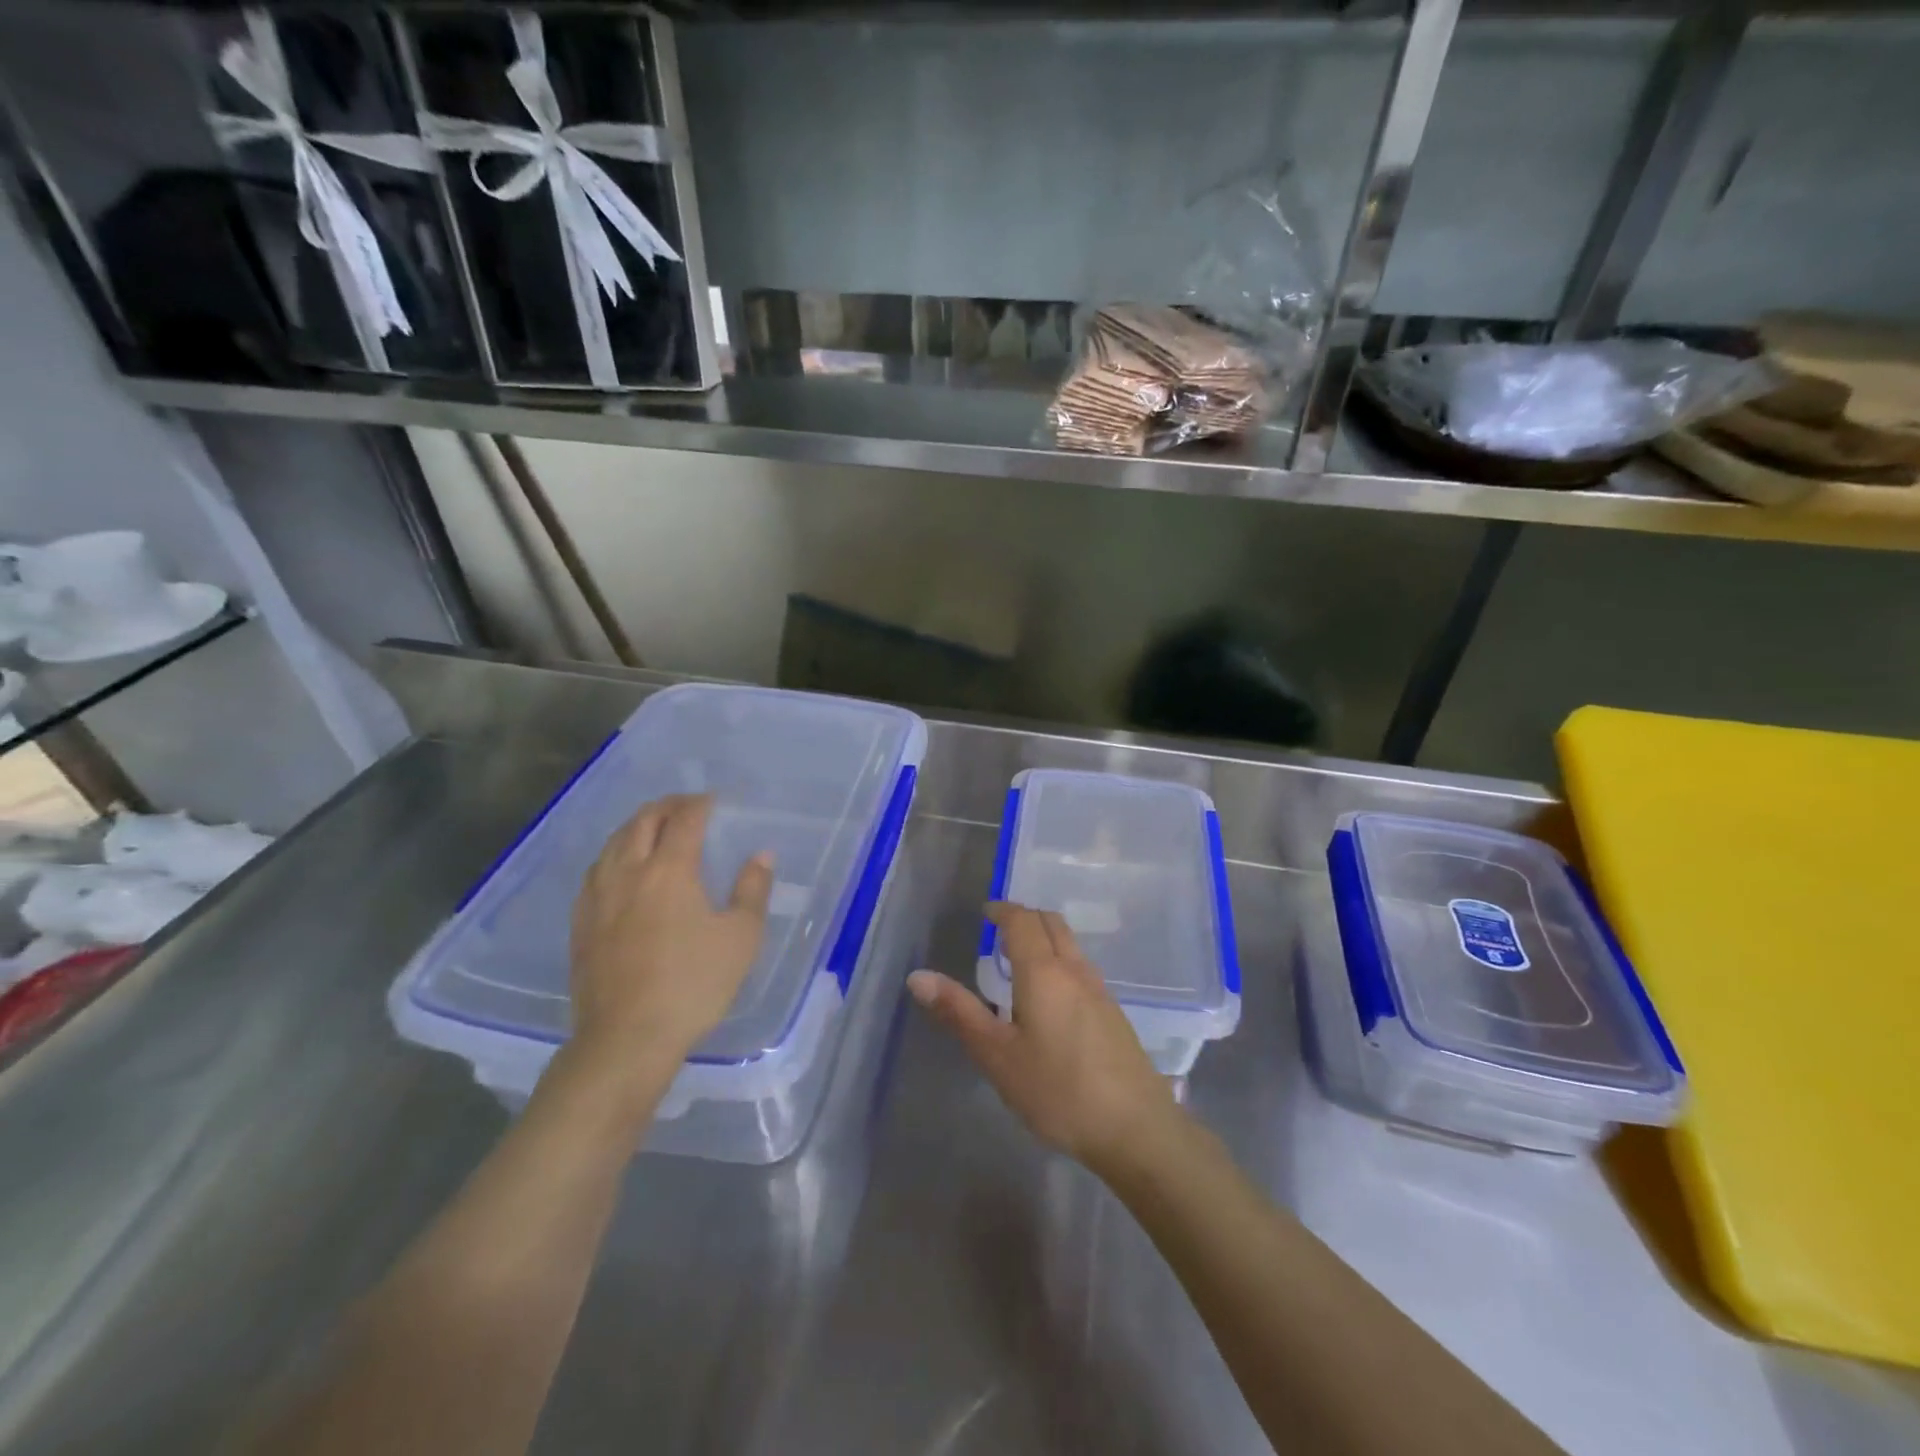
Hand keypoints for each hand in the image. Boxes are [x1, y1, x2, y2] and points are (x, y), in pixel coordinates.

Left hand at [569, 794, 772, 1071]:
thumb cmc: (693, 985)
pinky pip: (595, 870)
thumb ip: (752, 890)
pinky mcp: (580, 923)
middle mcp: (628, 873)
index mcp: (669, 871)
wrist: (626, 1038)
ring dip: (636, 826)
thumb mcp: (741, 938)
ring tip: (653, 828)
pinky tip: (619, 868)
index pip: (684, 820)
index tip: (714, 800)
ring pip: (613, 843)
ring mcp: (598, 898)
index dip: (700, 804)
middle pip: (642, 822)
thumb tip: (761, 856)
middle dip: (666, 806)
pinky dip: (614, 854)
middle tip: (686, 806)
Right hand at [907, 902, 1179, 1174]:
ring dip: (1045, 938)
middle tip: (1000, 930)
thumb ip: (959, 1013)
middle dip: (1025, 917)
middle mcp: (1075, 970)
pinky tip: (1051, 997)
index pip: (1023, 921)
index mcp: (1043, 972)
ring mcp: (1100, 990)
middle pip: (1051, 923)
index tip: (986, 912)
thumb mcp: (998, 1056)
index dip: (1003, 910)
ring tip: (1020, 960)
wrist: (1136, 1128)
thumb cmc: (1057, 1091)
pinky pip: (1082, 967)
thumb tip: (918, 977)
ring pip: (1070, 944)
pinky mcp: (1114, 1013)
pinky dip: (1060, 960)